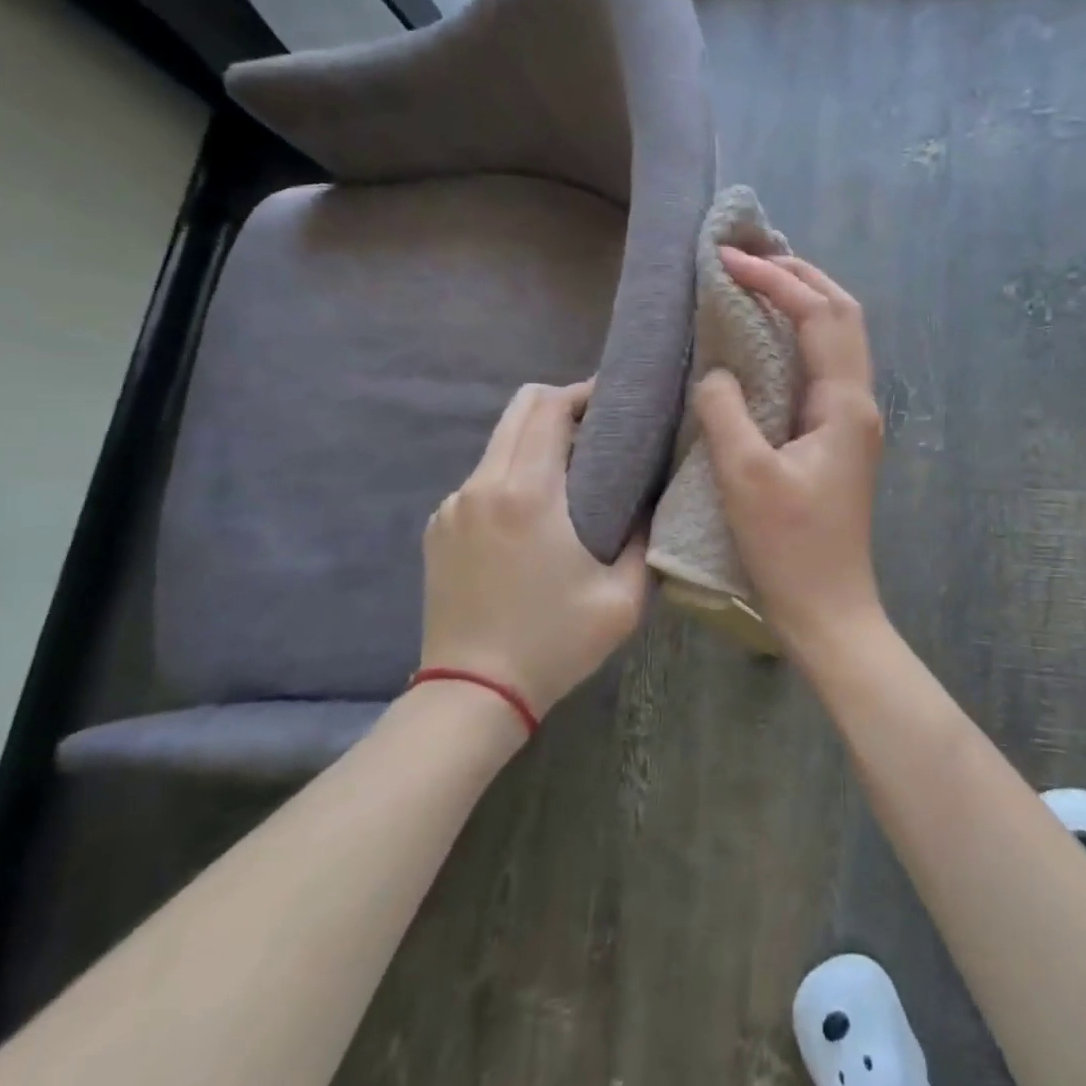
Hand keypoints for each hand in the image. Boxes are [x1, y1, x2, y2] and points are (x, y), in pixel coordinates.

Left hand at [422, 381, 647, 716]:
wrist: (472, 694)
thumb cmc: (554, 643)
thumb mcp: (623, 598)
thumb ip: (644, 539)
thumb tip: (648, 502)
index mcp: (528, 494)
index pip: (548, 408)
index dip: (582, 392)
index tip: (614, 400)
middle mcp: (482, 485)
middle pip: (518, 410)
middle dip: (560, 405)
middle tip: (598, 428)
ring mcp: (452, 506)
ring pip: (498, 443)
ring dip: (535, 441)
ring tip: (571, 470)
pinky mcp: (437, 527)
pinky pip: (481, 479)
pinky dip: (512, 475)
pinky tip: (533, 513)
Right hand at [693, 250, 884, 648]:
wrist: (829, 610)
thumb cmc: (789, 547)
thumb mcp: (745, 476)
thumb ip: (726, 411)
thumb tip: (719, 372)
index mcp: (844, 405)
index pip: (818, 316)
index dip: (776, 280)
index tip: (728, 260)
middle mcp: (859, 403)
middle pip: (843, 316)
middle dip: (802, 278)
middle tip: (754, 256)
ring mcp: (853, 422)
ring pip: (838, 341)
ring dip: (806, 304)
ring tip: (763, 282)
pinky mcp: (839, 440)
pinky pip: (823, 370)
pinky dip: (800, 340)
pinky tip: (769, 343)